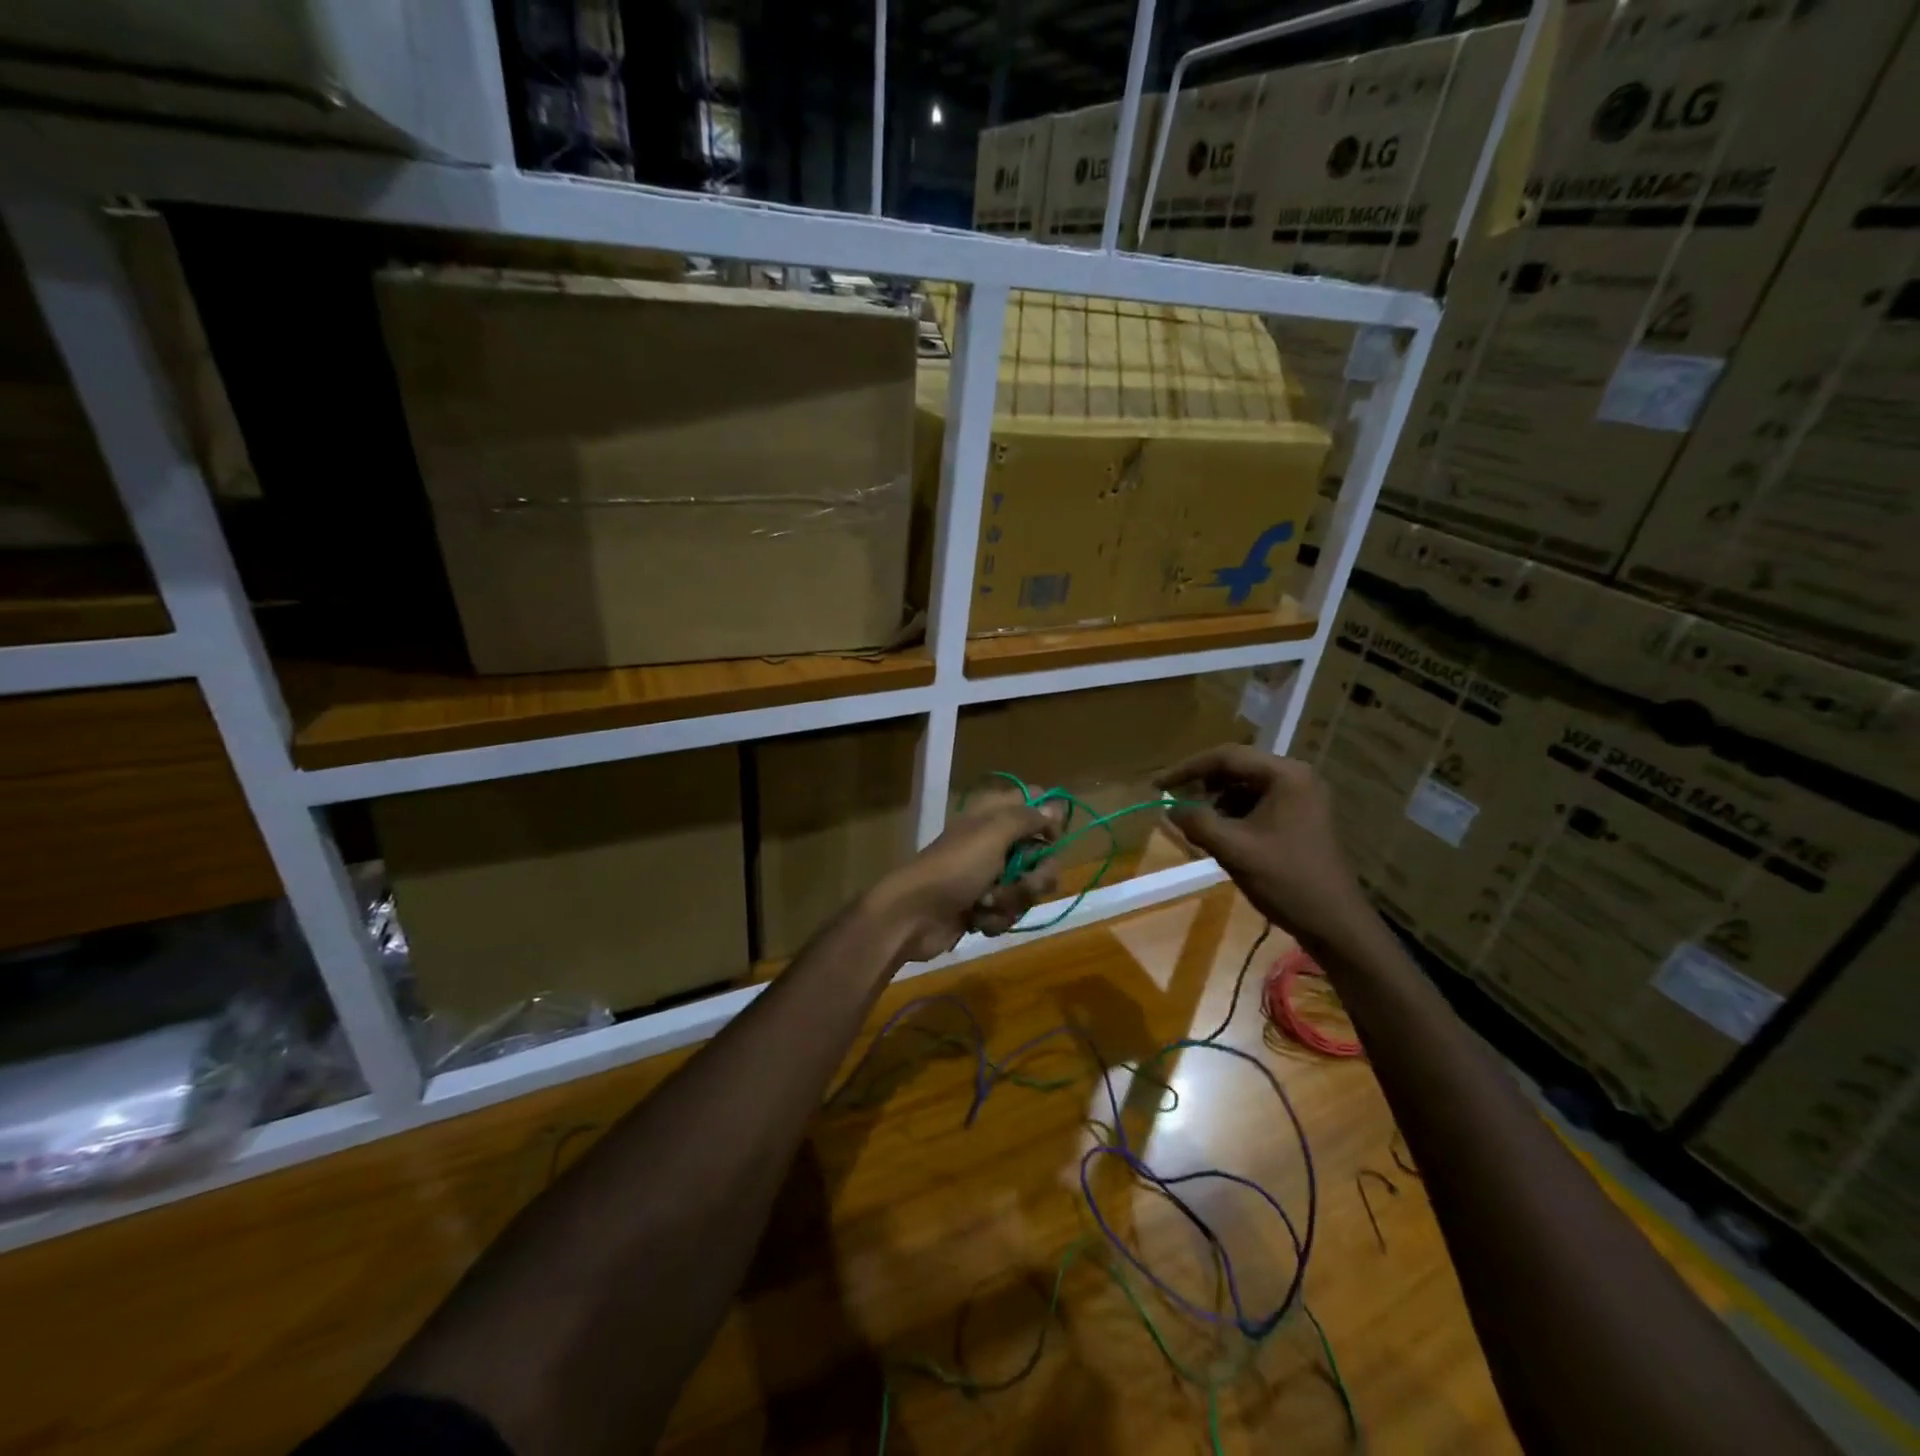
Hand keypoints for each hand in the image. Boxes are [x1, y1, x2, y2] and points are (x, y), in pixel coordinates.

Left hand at [869, 794, 1063, 962]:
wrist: (914, 915)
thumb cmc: (955, 868)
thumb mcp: (992, 834)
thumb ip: (1026, 818)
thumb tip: (1054, 807)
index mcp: (993, 816)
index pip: (1034, 804)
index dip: (1049, 820)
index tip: (1052, 838)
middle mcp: (994, 843)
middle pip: (1040, 856)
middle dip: (1035, 877)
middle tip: (1022, 883)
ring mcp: (989, 877)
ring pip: (1027, 889)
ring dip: (1011, 901)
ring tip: (986, 905)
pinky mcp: (983, 908)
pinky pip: (1009, 912)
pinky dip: (995, 919)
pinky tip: (977, 920)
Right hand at [1154, 745, 1370, 952]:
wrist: (1335, 923)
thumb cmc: (1286, 880)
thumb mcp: (1234, 849)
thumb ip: (1197, 822)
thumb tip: (1169, 808)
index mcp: (1286, 775)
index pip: (1226, 757)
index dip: (1187, 769)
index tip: (1157, 785)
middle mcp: (1296, 776)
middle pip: (1236, 768)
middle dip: (1202, 785)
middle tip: (1173, 803)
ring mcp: (1301, 797)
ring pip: (1245, 786)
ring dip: (1216, 800)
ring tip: (1195, 822)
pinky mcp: (1300, 816)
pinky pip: (1257, 802)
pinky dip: (1233, 813)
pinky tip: (1219, 833)